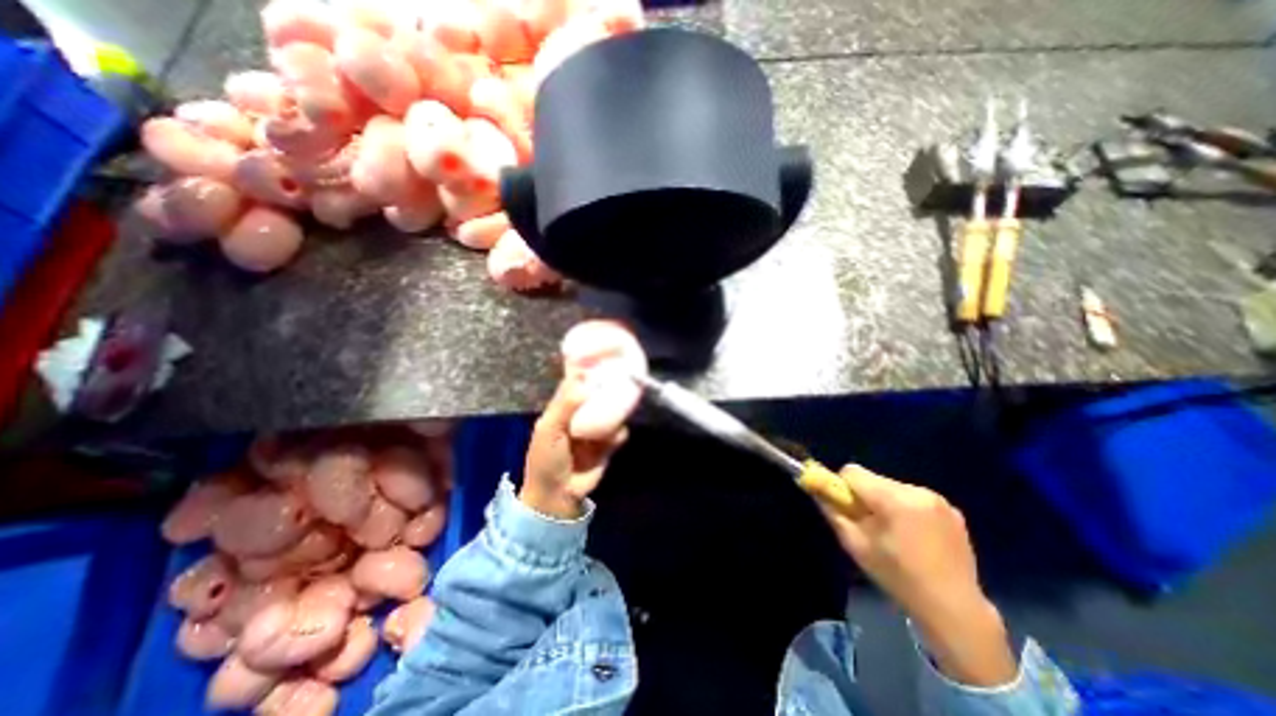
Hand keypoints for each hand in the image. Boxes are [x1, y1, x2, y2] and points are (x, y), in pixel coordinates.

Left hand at [521, 374, 628, 520]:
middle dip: (609, 391)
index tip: (603, 362)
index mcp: (562, 408)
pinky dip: (618, 434)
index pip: (576, 384)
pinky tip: (613, 439)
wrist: (558, 494)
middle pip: (598, 396)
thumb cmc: (546, 459)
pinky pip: (619, 432)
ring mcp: (595, 429)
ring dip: (616, 413)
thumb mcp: (550, 429)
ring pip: (611, 412)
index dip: (588, 374)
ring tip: (620, 412)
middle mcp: (581, 414)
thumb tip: (584, 378)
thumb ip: (565, 404)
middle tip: (621, 383)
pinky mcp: (608, 444)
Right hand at [816, 468, 1018, 683]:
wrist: (955, 610)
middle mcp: (917, 491)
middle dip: (865, 496)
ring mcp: (939, 500)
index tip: (847, 509)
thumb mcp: (855, 544)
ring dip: (886, 503)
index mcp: (893, 499)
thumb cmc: (897, 577)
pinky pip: (914, 498)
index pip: (852, 472)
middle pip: (873, 479)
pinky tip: (916, 537)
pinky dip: (907, 510)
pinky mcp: (953, 510)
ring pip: (893, 487)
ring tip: (895, 534)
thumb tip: (813, 487)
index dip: (842, 487)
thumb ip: (831, 510)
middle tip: (870, 526)